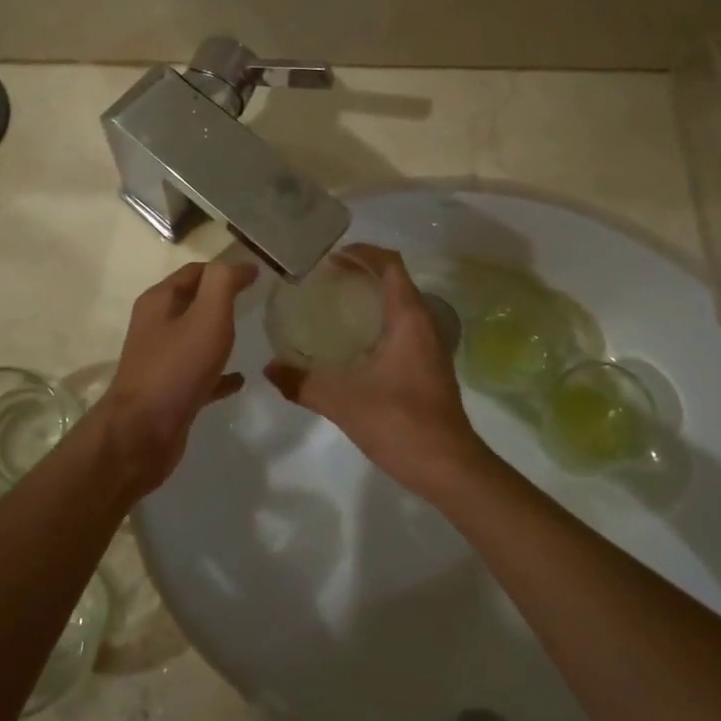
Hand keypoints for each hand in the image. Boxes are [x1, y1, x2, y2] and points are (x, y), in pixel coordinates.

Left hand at [98, 258, 257, 494]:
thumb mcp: (207, 315)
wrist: (143, 433)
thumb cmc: (177, 367)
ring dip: (218, 333)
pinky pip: (200, 373)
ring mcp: (161, 360)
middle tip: (256, 300)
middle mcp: (155, 326)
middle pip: (192, 302)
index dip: (224, 270)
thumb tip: (242, 264)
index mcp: (159, 302)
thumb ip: (223, 283)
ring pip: (195, 338)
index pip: (195, 272)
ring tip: (250, 333)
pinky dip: (219, 372)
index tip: (257, 274)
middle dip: (220, 298)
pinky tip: (241, 378)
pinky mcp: (170, 391)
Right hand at [264, 246, 491, 499]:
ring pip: (401, 307)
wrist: (450, 468)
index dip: (363, 252)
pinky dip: (378, 323)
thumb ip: (303, 383)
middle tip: (325, 280)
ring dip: (372, 299)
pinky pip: (402, 330)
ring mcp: (430, 349)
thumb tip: (270, 368)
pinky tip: (353, 346)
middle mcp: (424, 326)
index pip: (390, 265)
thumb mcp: (343, 402)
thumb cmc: (402, 423)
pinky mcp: (429, 369)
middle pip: (395, 282)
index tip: (331, 256)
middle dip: (362, 273)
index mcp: (408, 319)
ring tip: (334, 306)